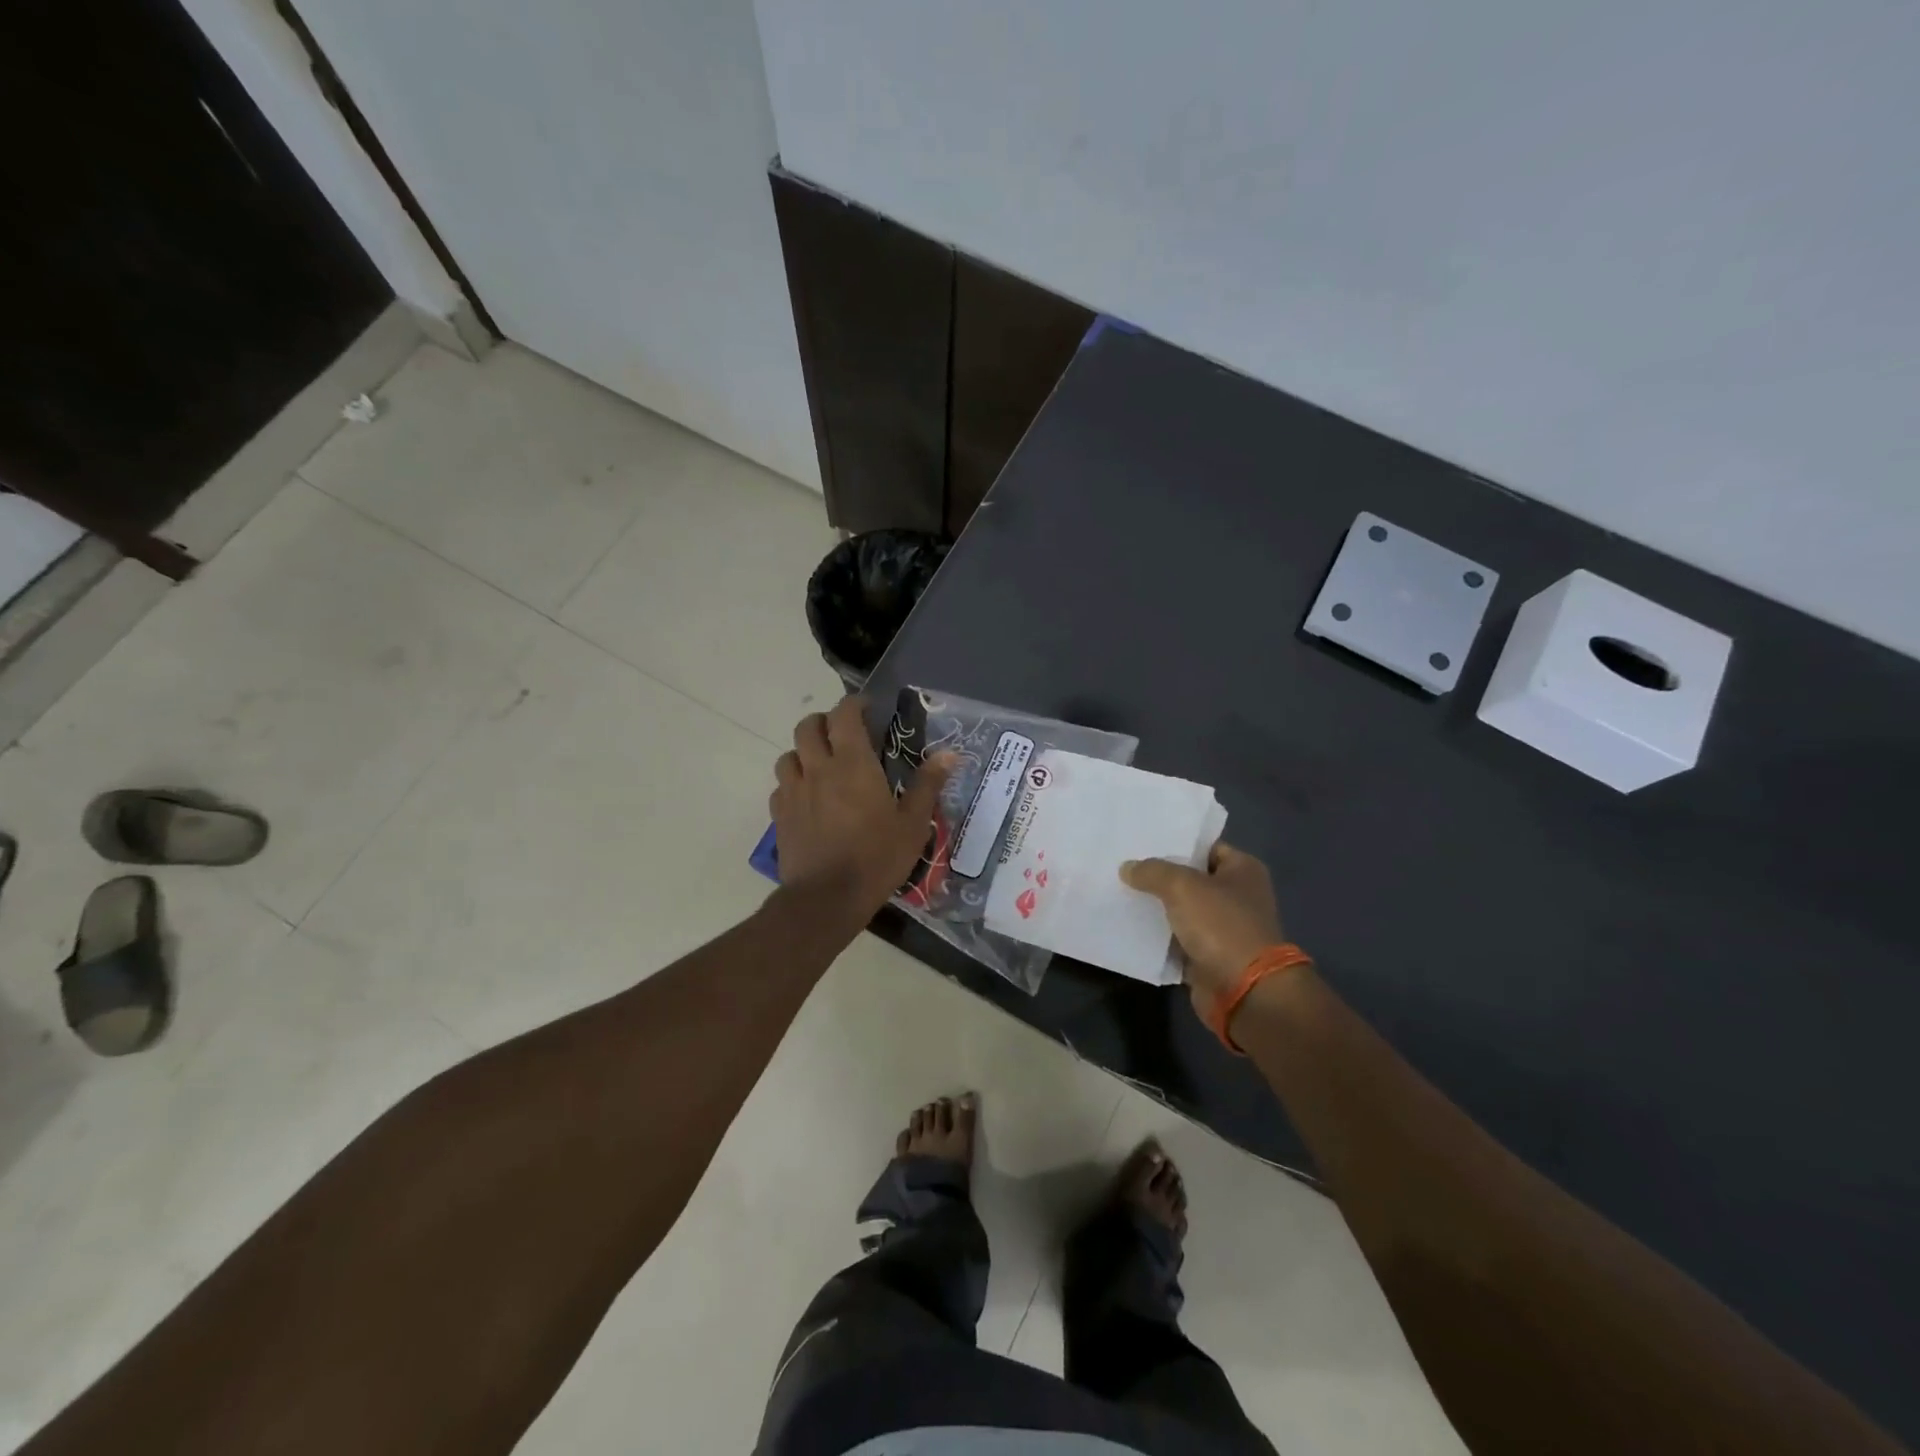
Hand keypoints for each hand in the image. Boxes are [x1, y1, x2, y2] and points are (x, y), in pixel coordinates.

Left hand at [772, 697, 952, 912]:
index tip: (868, 710)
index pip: (844, 715)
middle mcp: (818, 768)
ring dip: (804, 752)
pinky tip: (808, 798)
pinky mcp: (779, 815)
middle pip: (808, 726)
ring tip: (822, 765)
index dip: (854, 705)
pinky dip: (794, 782)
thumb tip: (949, 753)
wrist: (827, 898)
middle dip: (825, 722)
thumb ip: (927, 784)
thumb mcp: (913, 823)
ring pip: (789, 754)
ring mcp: (794, 791)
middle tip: (844, 735)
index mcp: (853, 764)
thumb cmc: (876, 857)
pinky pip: (781, 786)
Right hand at [1120, 843, 1284, 1017]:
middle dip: (1160, 876)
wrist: (1243, 991)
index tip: (1142, 842)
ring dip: (1157, 907)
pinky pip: (1177, 939)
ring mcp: (1224, 928)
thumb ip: (1152, 871)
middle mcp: (1237, 896)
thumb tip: (1127, 868)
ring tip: (1119, 892)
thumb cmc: (1222, 926)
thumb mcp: (1182, 886)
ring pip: (1182, 910)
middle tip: (1124, 865)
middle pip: (1191, 879)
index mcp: (1243, 870)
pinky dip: (1158, 936)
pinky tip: (1129, 925)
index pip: (1205, 848)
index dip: (1176, 844)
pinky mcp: (1209, 956)